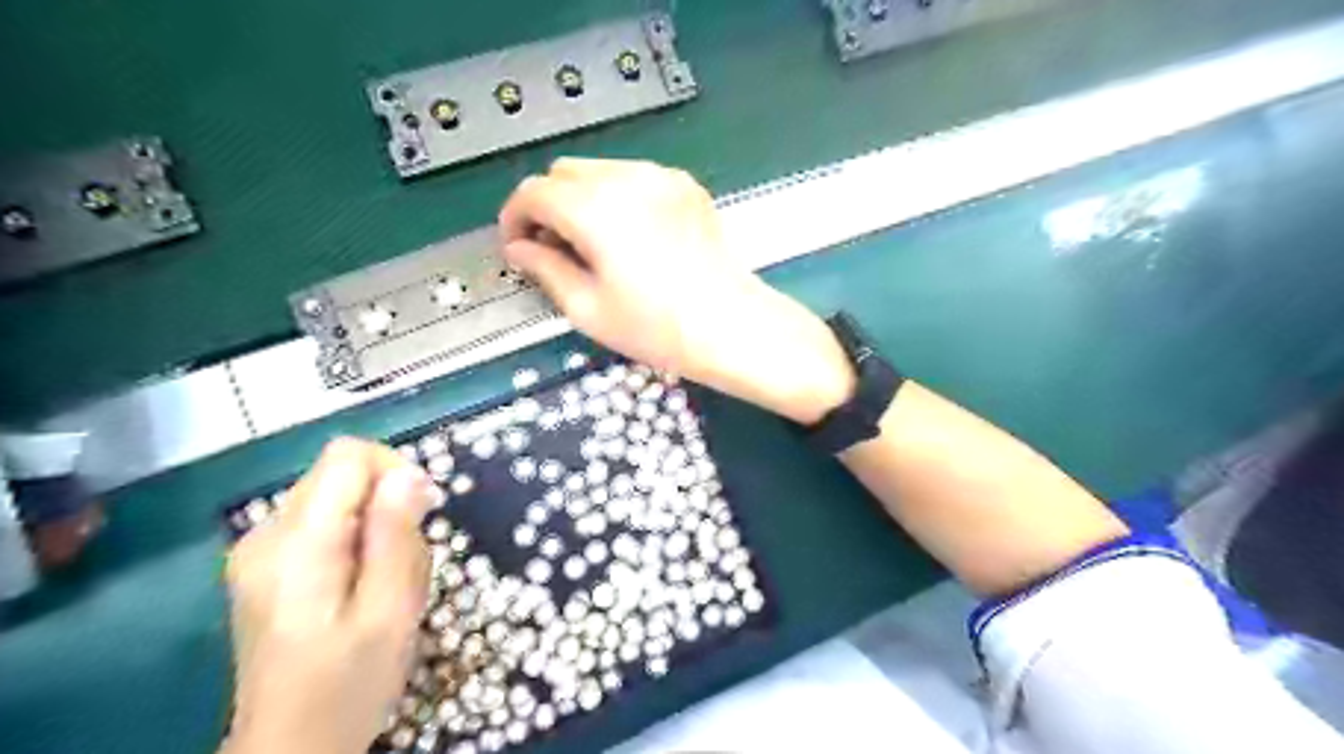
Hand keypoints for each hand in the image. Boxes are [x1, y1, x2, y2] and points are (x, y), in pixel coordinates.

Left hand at [222, 439, 438, 752]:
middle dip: (389, 505)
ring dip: (378, 528)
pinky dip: (359, 541)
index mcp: (295, 544)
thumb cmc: (347, 686)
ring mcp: (261, 550)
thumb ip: (396, 537)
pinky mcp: (269, 564)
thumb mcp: (389, 613)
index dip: (395, 469)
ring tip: (387, 585)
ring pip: (340, 499)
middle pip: (343, 475)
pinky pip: (327, 523)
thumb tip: (409, 474)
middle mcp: (267, 534)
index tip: (422, 514)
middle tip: (406, 564)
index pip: (348, 455)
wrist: (290, 747)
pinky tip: (366, 586)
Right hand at [499, 156, 854, 423]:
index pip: (532, 192)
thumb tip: (519, 249)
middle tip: (553, 249)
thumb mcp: (587, 308)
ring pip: (598, 170)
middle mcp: (626, 178)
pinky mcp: (684, 185)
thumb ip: (544, 269)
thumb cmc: (657, 328)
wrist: (732, 325)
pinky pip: (634, 176)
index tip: (517, 248)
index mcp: (595, 209)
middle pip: (563, 172)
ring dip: (580, 198)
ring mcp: (660, 177)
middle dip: (547, 205)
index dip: (514, 218)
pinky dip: (617, 196)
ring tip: (592, 244)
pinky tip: (630, 236)